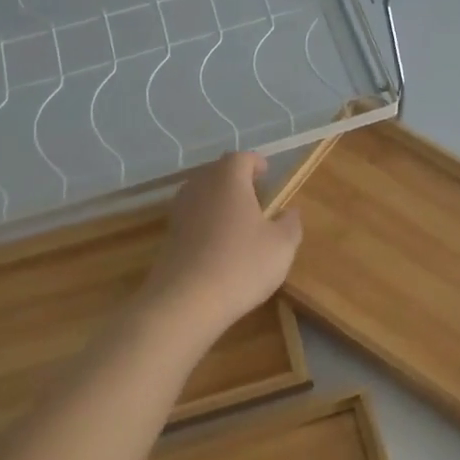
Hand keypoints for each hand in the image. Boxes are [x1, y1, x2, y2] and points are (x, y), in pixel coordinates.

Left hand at [141, 152, 303, 340]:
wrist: (185, 301)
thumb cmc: (241, 264)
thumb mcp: (281, 246)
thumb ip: (290, 223)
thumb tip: (290, 212)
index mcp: (229, 180)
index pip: (241, 158)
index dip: (255, 163)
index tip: (267, 173)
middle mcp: (201, 187)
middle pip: (218, 172)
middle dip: (236, 179)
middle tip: (255, 195)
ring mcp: (180, 211)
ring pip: (202, 194)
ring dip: (219, 200)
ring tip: (238, 219)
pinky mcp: (169, 236)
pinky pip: (192, 217)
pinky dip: (206, 222)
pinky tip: (219, 244)